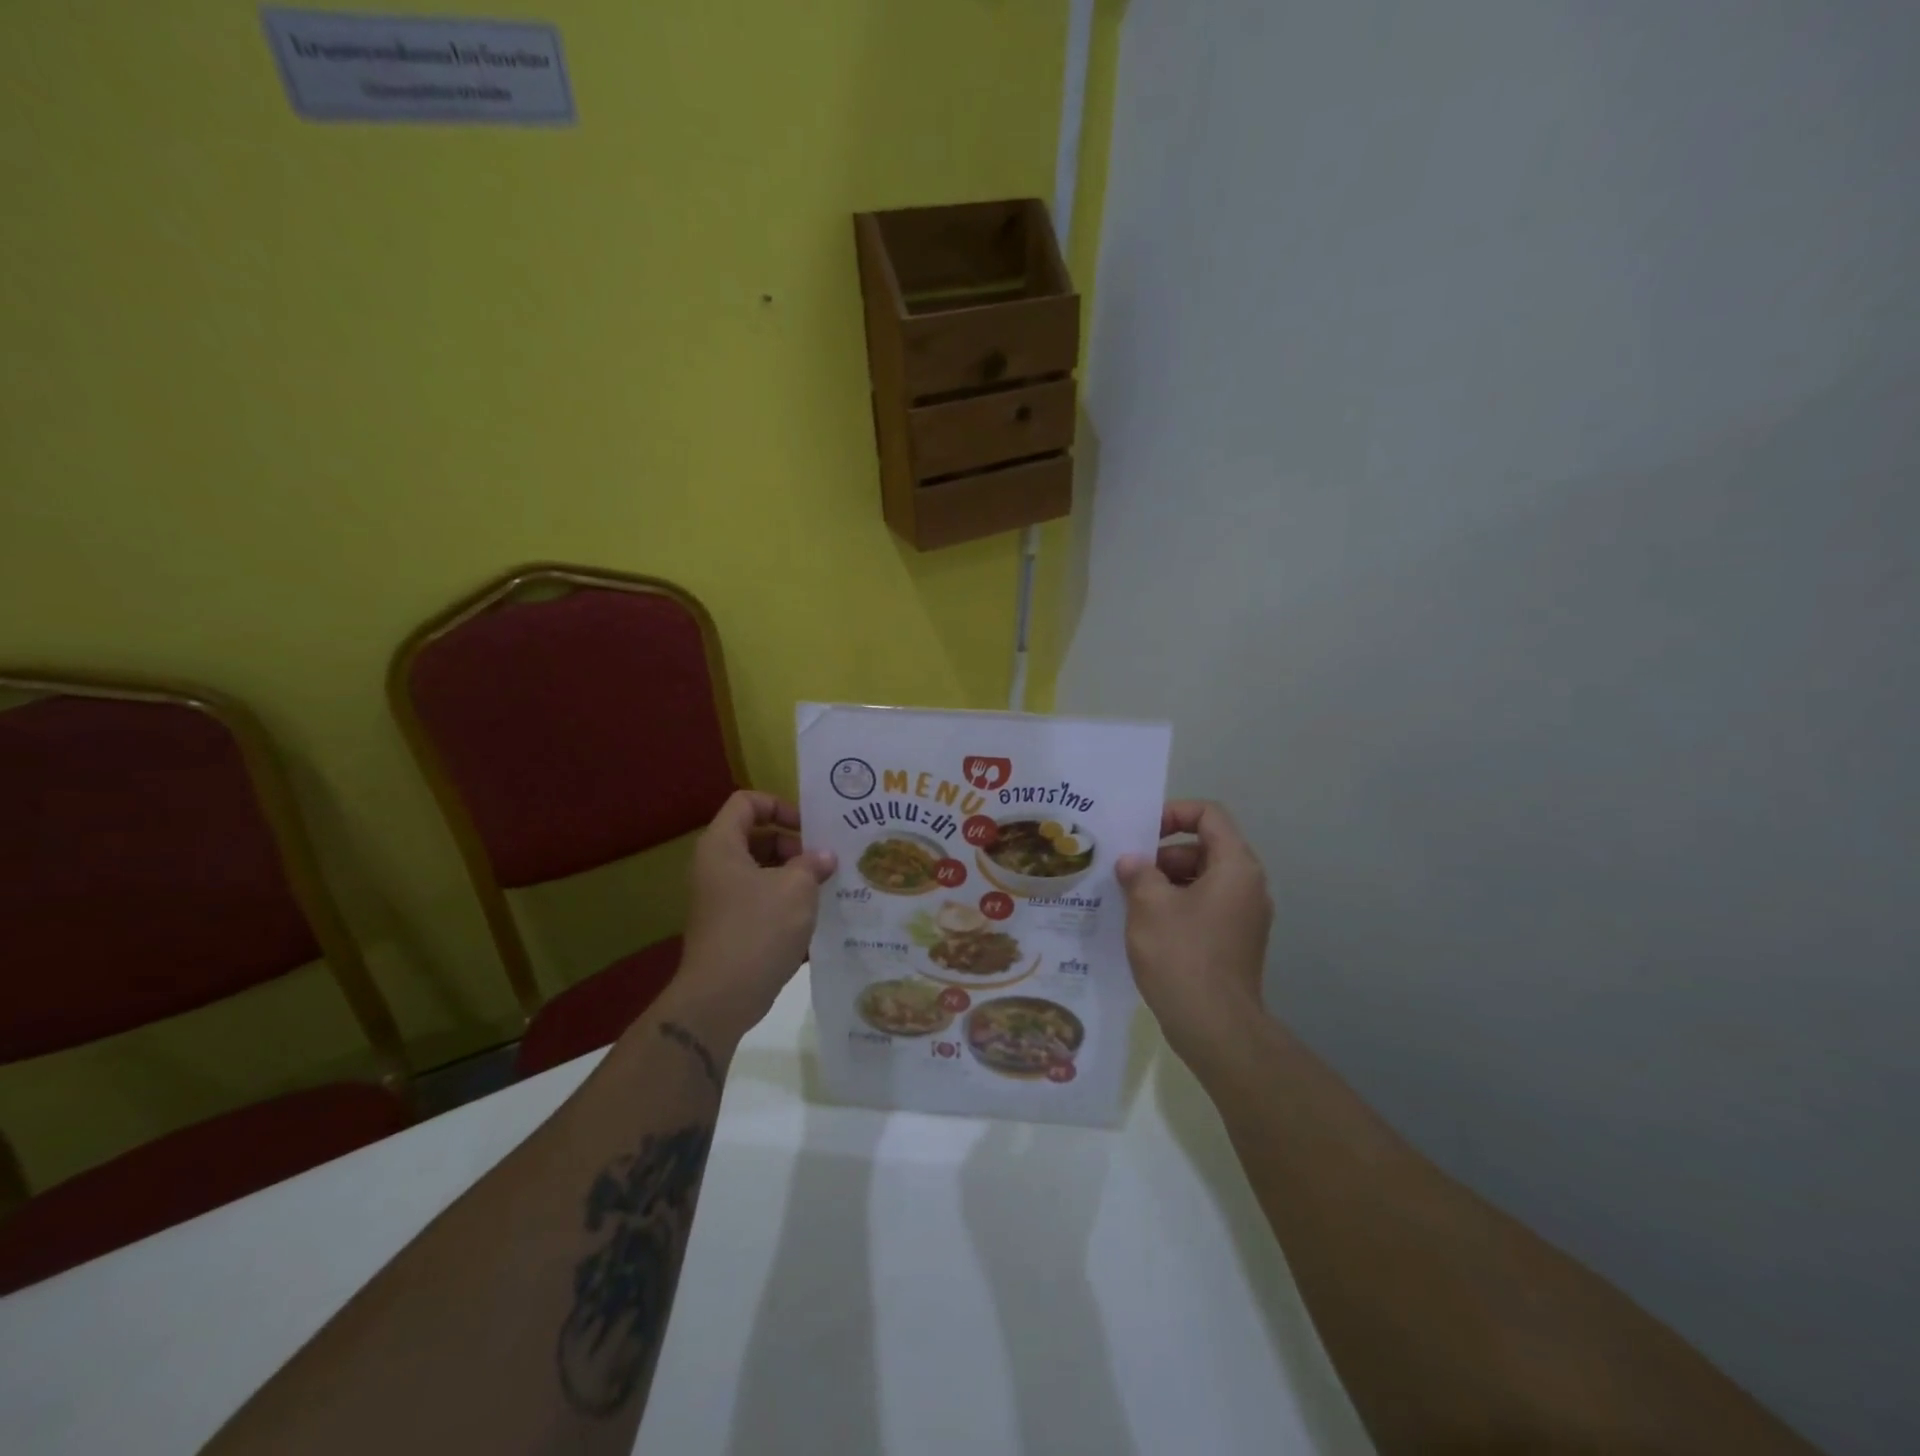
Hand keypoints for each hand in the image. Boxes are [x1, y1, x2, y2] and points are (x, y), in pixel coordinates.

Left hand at [668, 791, 835, 1039]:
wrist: (721, 998)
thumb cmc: (758, 929)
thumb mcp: (796, 888)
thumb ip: (813, 864)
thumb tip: (824, 857)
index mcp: (722, 846)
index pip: (747, 802)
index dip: (779, 805)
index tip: (809, 828)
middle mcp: (715, 867)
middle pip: (756, 836)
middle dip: (793, 844)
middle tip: (824, 861)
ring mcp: (720, 899)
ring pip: (761, 871)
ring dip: (794, 875)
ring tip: (826, 887)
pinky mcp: (730, 927)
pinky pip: (760, 900)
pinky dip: (785, 901)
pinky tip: (814, 916)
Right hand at [1115, 800, 1272, 1056]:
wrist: (1215, 1027)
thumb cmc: (1182, 955)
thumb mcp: (1149, 905)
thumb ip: (1138, 872)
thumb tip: (1133, 863)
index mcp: (1235, 866)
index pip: (1209, 815)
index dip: (1173, 813)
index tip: (1141, 832)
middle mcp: (1248, 886)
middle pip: (1204, 847)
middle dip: (1163, 854)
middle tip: (1128, 871)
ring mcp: (1244, 917)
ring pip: (1202, 879)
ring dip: (1165, 882)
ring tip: (1130, 899)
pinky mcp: (1235, 942)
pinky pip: (1204, 907)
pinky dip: (1176, 906)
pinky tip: (1145, 925)